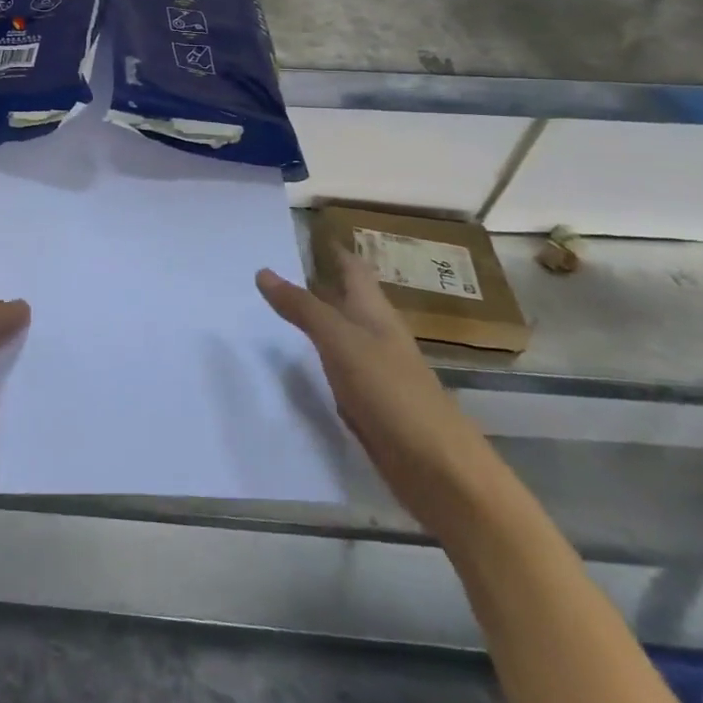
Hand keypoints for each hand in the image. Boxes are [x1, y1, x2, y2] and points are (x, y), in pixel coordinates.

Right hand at [257, 249, 494, 535]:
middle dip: (319, 280)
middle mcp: (377, 335)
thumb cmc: (391, 392)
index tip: (305, 232)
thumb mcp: (341, 342)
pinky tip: (297, 361)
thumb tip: (263, 271)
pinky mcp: (370, 404)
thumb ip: (302, 307)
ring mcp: (376, 371)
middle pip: (347, 299)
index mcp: (375, 313)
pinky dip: (317, 356)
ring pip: (341, 333)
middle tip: (277, 266)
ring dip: (316, 318)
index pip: (353, 269)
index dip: (333, 250)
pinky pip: (337, 368)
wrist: (439, 470)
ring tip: (277, 306)